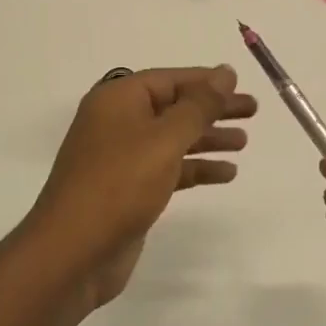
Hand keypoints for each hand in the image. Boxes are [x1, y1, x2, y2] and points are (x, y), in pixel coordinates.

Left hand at [27, 66, 256, 308]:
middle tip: (252, 111)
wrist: (72, 253)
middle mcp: (117, 121)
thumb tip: (224, 73)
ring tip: (244, 142)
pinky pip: (168, 168)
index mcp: (118, 99)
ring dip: (207, 138)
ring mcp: (121, 157)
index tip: (240, 84)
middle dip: (212, 108)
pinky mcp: (128, 189)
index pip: (169, 79)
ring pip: (173, 138)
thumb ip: (198, 106)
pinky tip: (226, 173)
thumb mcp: (164, 139)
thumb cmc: (119, 184)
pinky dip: (195, 168)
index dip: (206, 81)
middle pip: (173, 107)